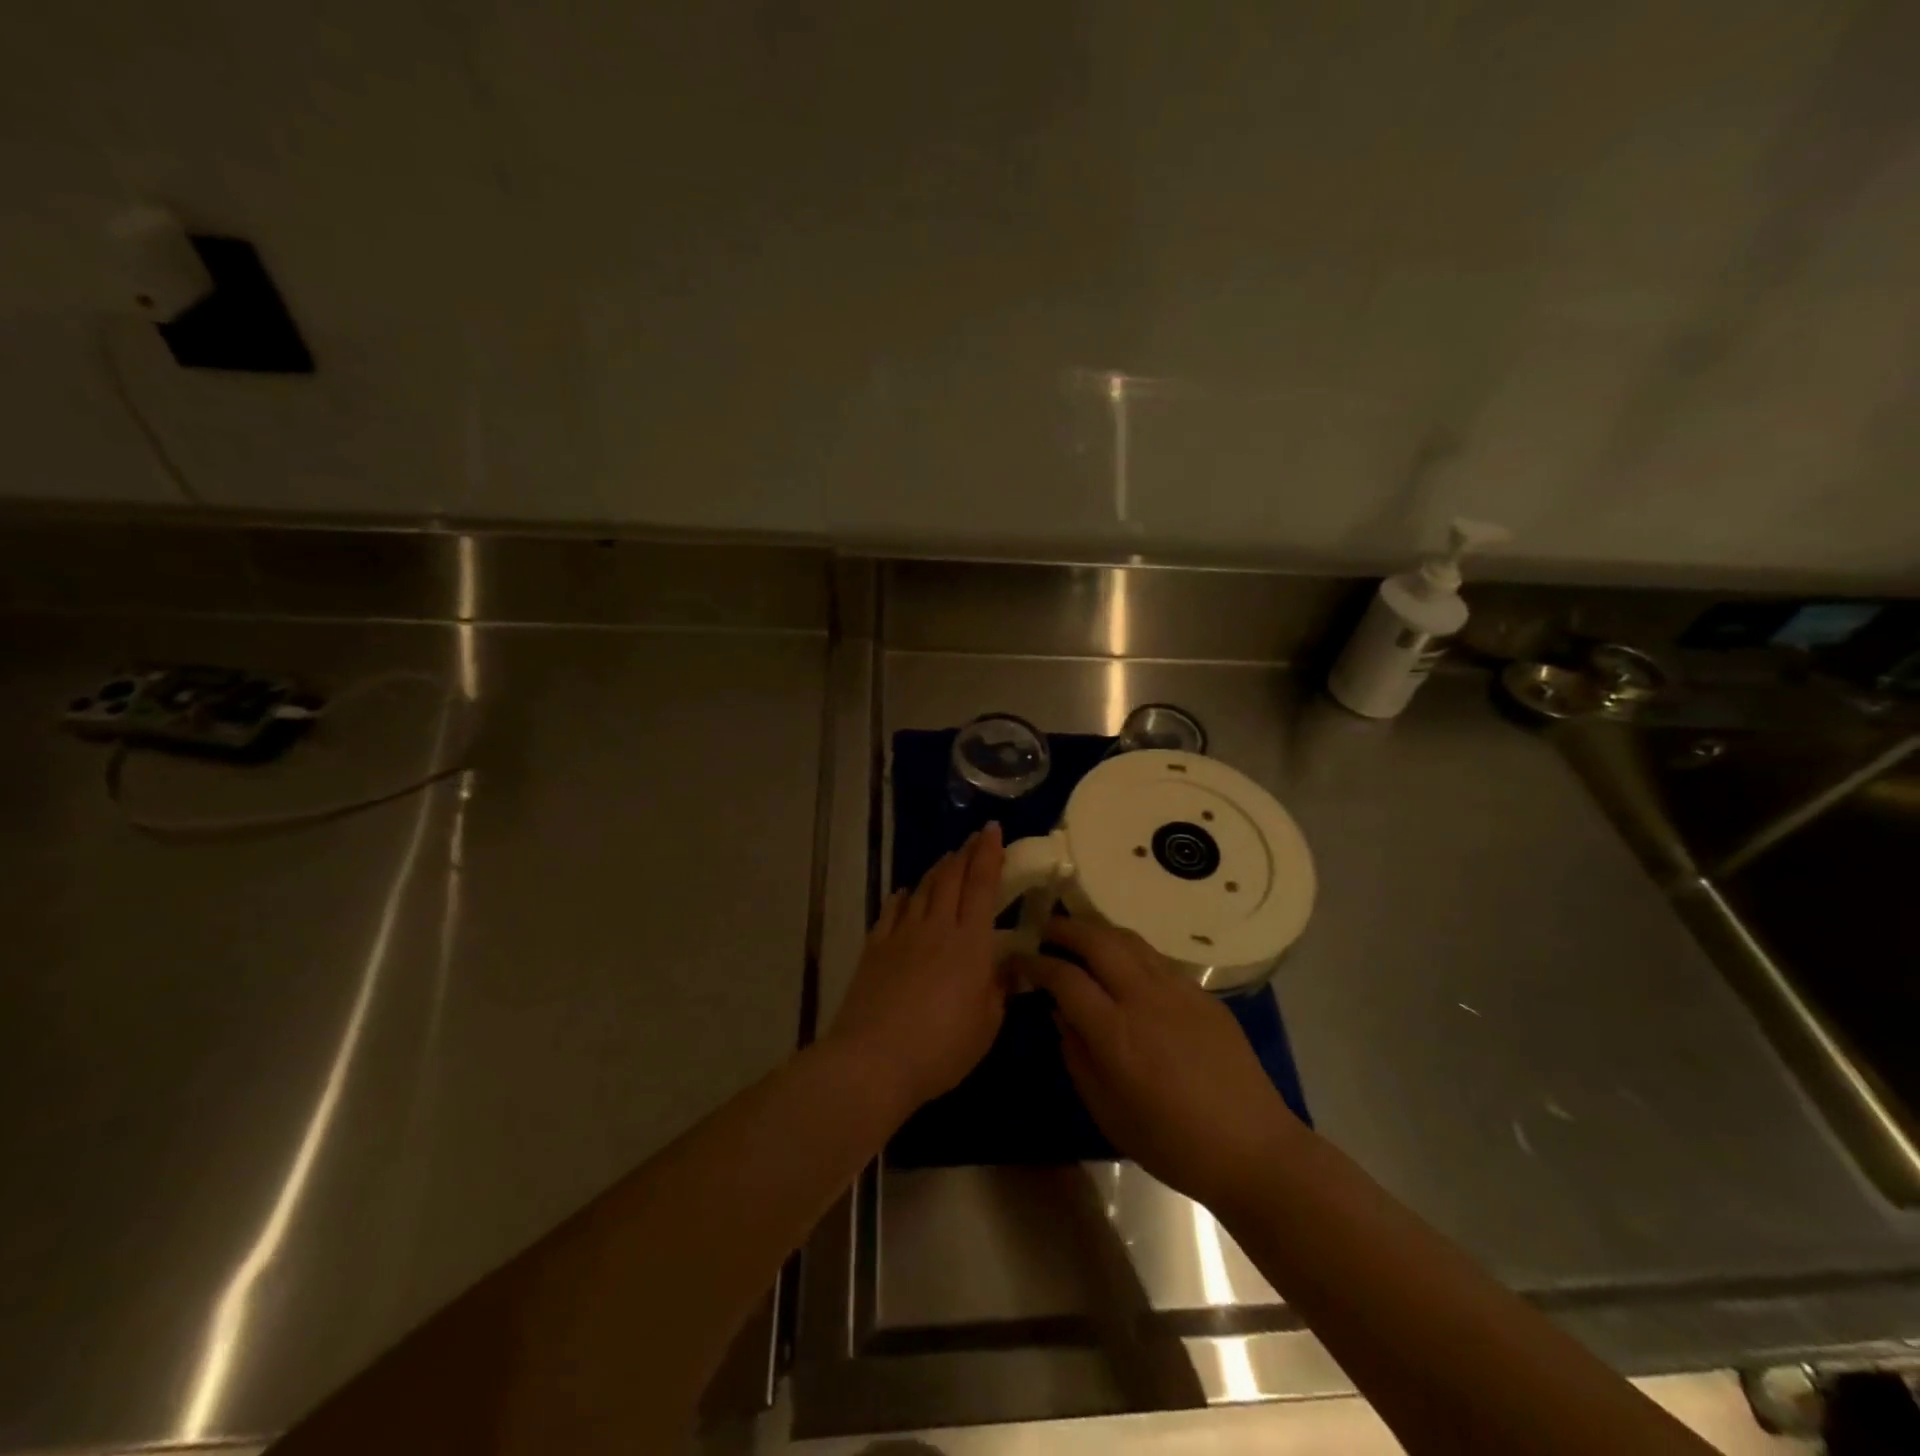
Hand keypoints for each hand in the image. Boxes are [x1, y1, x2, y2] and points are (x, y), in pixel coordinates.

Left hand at [825, 823, 1008, 1114]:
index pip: (982, 884)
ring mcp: (902, 934)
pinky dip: (903, 896)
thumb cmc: (941, 1048)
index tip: (993, 829)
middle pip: (951, 878)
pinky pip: (892, 910)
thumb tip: (1007, 967)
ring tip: (947, 858)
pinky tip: (906, 892)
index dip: (989, 853)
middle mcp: (937, 927)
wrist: (874, 1060)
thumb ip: (999, 990)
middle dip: (965, 853)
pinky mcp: (876, 947)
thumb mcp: (986, 1026)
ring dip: (937, 869)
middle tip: (973, 838)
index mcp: (971, 943)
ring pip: (923, 889)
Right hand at [1015, 917, 1305, 1213]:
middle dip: (1065, 928)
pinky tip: (1124, 965)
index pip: (1064, 978)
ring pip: (1130, 940)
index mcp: (1115, 1032)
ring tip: (1080, 935)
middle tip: (1045, 929)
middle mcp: (1144, 998)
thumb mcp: (1107, 1111)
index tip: (1018, 960)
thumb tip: (1061, 1014)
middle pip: (1097, 940)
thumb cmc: (1171, 1143)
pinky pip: (1156, 958)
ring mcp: (1178, 990)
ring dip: (1098, 930)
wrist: (1252, 1148)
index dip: (1036, 963)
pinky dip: (1130, 950)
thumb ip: (1076, 1056)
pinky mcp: (1203, 993)